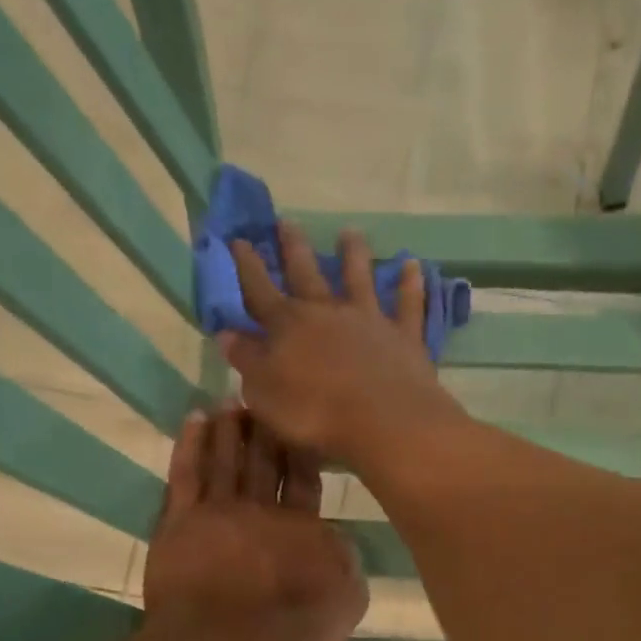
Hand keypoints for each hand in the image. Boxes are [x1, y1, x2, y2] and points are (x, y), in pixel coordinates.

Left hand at [143, 403, 368, 640]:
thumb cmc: (289, 630)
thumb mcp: (346, 602)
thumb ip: (347, 564)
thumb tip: (338, 540)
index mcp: (301, 527)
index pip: (303, 481)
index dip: (303, 454)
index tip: (302, 428)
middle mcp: (260, 510)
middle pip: (263, 462)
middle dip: (266, 431)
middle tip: (265, 400)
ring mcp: (217, 511)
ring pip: (225, 458)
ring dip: (231, 428)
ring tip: (232, 401)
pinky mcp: (179, 521)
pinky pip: (185, 472)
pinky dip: (191, 443)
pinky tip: (195, 419)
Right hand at [219, 222, 467, 468]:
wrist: (383, 420)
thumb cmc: (315, 413)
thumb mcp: (264, 393)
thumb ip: (247, 362)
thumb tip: (227, 335)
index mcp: (287, 326)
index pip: (259, 290)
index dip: (247, 267)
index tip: (237, 240)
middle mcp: (327, 312)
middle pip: (306, 273)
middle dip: (293, 248)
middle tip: (287, 221)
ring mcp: (368, 320)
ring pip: (359, 278)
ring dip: (353, 254)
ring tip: (349, 233)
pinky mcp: (403, 336)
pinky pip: (408, 304)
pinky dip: (410, 284)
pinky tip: (413, 265)